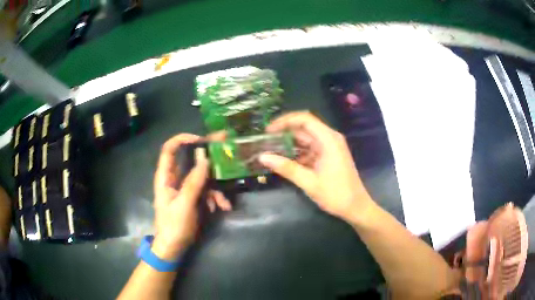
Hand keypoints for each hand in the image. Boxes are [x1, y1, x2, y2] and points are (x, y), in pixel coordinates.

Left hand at [152, 134, 230, 259]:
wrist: (174, 247)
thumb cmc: (173, 226)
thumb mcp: (184, 204)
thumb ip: (193, 182)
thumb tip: (205, 159)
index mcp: (165, 177)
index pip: (169, 149)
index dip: (182, 140)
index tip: (201, 140)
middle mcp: (175, 179)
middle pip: (189, 161)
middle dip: (207, 159)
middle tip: (225, 152)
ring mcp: (185, 189)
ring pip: (202, 178)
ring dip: (215, 188)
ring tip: (223, 203)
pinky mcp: (193, 198)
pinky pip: (206, 191)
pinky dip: (215, 198)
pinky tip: (221, 208)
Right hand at [259, 112, 373, 222]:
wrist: (356, 207)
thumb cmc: (336, 194)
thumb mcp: (309, 182)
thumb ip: (286, 168)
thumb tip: (263, 157)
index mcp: (328, 139)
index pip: (304, 119)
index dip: (284, 121)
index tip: (268, 130)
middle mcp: (329, 138)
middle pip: (304, 127)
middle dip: (284, 133)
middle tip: (265, 141)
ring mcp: (329, 147)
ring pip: (306, 139)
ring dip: (289, 144)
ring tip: (270, 150)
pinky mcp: (328, 156)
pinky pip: (310, 149)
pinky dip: (297, 153)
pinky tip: (284, 161)